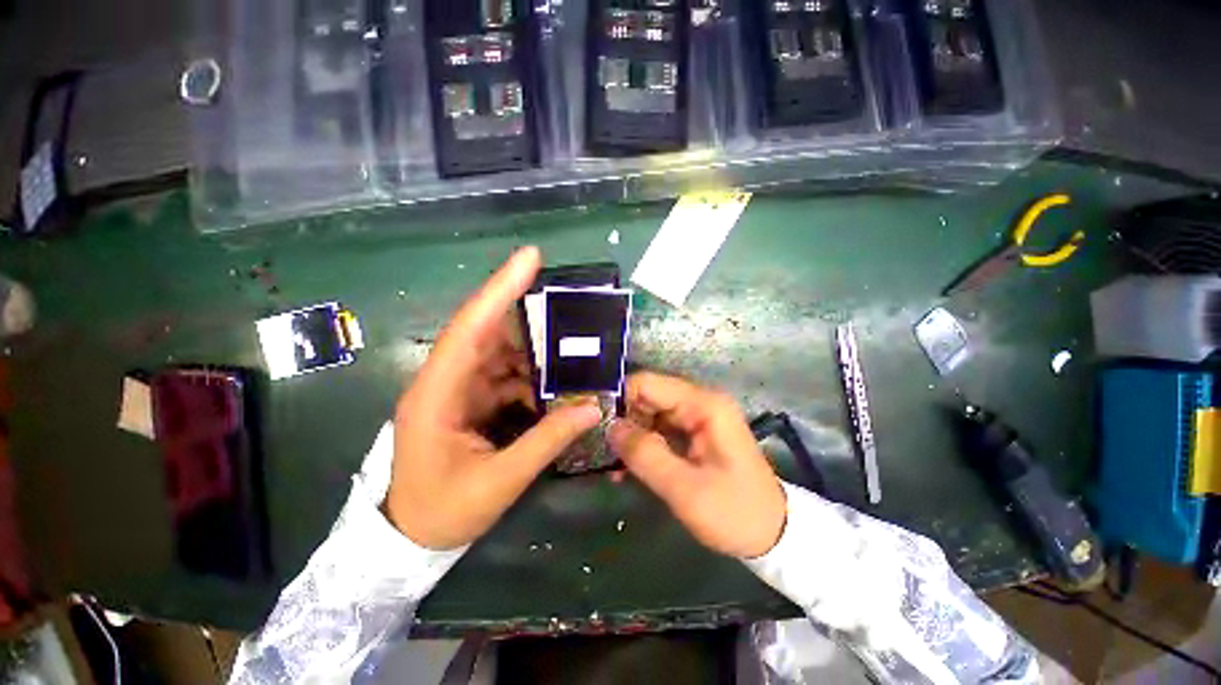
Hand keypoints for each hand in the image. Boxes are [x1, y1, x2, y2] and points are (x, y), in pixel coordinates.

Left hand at [386, 247, 602, 549]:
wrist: (408, 538)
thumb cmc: (443, 512)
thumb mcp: (499, 481)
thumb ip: (547, 441)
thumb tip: (592, 408)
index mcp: (437, 395)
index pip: (470, 328)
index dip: (500, 290)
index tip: (530, 258)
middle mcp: (443, 382)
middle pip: (486, 332)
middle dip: (524, 315)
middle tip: (565, 305)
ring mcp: (456, 390)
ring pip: (498, 353)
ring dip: (532, 352)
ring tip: (568, 350)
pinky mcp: (467, 401)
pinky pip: (502, 375)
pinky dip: (528, 376)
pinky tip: (551, 386)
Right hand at [608, 372, 786, 558]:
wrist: (774, 535)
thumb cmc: (734, 512)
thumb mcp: (686, 489)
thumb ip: (645, 454)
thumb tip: (610, 427)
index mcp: (703, 404)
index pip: (648, 383)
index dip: (619, 399)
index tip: (595, 424)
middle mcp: (699, 402)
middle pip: (647, 397)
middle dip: (622, 420)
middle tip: (600, 449)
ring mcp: (697, 417)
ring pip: (650, 413)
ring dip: (630, 436)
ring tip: (612, 465)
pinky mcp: (694, 433)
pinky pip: (660, 429)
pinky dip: (643, 445)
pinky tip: (627, 469)